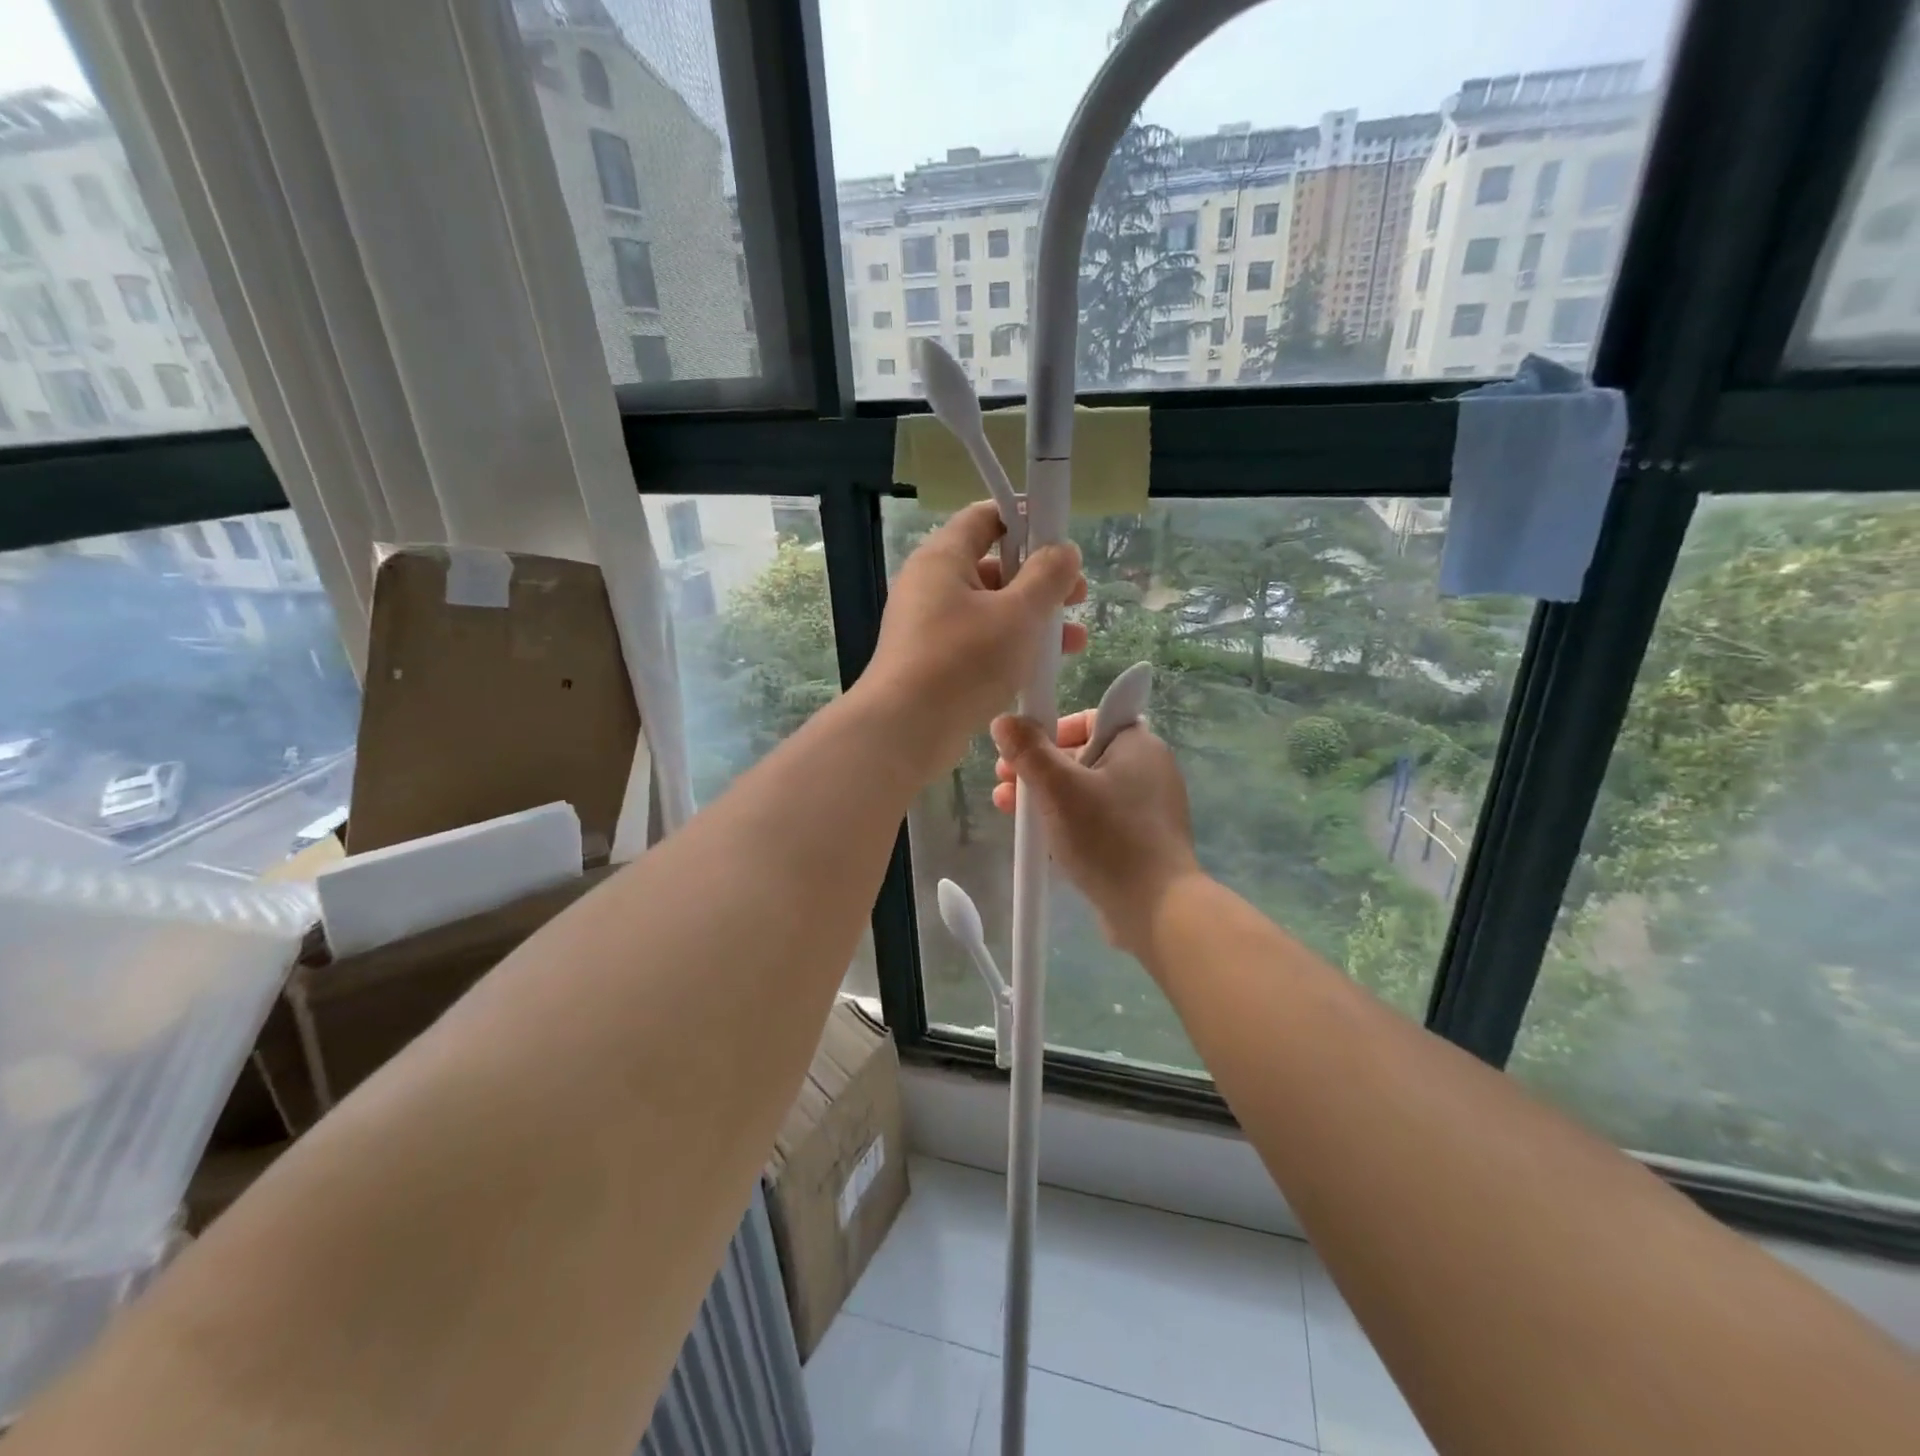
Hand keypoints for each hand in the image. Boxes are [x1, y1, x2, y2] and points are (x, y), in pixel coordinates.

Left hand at [864, 501, 1086, 770]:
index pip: (986, 517)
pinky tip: (1040, 667)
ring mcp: (929, 626)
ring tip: (1074, 641)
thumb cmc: (965, 661)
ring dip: (1033, 619)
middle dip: (1040, 580)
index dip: (1027, 519)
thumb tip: (1063, 550)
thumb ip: (1047, 577)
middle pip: (993, 566)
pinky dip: (1009, 646)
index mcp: (943, 558)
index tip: (1062, 537)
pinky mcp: (932, 662)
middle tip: (1078, 597)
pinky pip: (978, 641)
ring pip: (990, 609)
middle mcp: (931, 586)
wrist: (906, 730)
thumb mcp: (1018, 614)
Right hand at [990, 710, 1203, 958]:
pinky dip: (1068, 822)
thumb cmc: (1108, 838)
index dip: (1053, 728)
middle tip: (1004, 781)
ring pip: (1086, 791)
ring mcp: (1146, 808)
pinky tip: (1040, 839)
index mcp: (1138, 745)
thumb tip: (1004, 721)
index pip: (1092, 717)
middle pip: (1082, 755)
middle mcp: (1148, 770)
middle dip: (1038, 767)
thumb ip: (1029, 751)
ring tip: (1009, 812)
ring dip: (1046, 797)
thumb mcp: (1059, 789)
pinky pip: (1097, 820)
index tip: (1025, 748)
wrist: (1157, 910)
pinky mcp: (1140, 841)